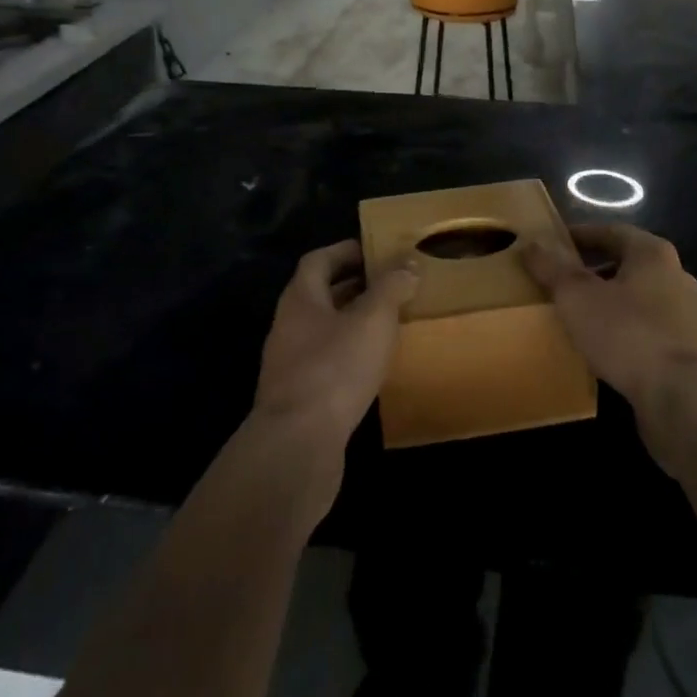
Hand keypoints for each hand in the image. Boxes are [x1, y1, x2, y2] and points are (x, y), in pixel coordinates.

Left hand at [253, 240, 417, 452]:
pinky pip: (328, 363)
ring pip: (325, 330)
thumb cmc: (335, 369)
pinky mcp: (300, 398)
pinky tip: (375, 365)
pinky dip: (351, 355)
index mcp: (300, 298)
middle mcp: (289, 325)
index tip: (376, 250)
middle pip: (321, 294)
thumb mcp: (372, 320)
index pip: (319, 260)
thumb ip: (391, 287)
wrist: (298, 446)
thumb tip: (407, 261)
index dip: (346, 251)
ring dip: (354, 322)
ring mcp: (290, 364)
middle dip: (354, 286)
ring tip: (390, 322)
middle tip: (391, 284)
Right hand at [521, 223, 696, 467]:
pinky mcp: (690, 353)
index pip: (612, 231)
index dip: (580, 235)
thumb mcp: (578, 296)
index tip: (553, 244)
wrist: (685, 400)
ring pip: (639, 298)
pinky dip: (624, 330)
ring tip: (577, 315)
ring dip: (610, 302)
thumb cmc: (628, 333)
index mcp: (653, 254)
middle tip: (560, 279)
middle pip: (627, 264)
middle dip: (594, 269)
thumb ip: (553, 267)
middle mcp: (676, 277)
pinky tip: (603, 347)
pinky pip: (648, 330)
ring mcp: (688, 316)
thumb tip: (532, 242)